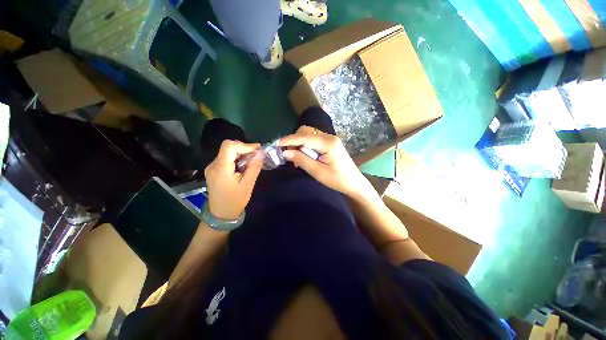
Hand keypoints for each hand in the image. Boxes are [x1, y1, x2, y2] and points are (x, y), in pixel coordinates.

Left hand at [205, 140, 263, 219]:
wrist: (221, 215)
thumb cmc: (235, 201)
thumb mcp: (248, 184)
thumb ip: (254, 167)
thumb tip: (261, 153)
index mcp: (220, 168)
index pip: (229, 146)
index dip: (244, 145)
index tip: (258, 149)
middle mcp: (213, 165)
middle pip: (228, 148)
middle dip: (244, 149)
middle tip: (258, 155)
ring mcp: (212, 168)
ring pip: (227, 153)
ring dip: (241, 154)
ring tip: (253, 161)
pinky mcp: (214, 171)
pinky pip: (226, 159)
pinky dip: (237, 159)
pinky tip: (245, 166)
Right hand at [279, 126, 373, 198]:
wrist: (354, 183)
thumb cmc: (338, 180)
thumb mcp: (318, 172)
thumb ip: (302, 160)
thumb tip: (286, 152)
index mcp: (328, 143)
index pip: (304, 137)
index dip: (289, 139)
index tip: (276, 144)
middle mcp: (329, 137)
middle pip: (306, 131)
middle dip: (294, 140)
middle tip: (289, 154)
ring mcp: (330, 139)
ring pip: (309, 134)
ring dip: (300, 142)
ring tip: (296, 156)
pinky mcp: (330, 143)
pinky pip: (314, 139)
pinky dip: (306, 145)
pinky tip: (304, 156)